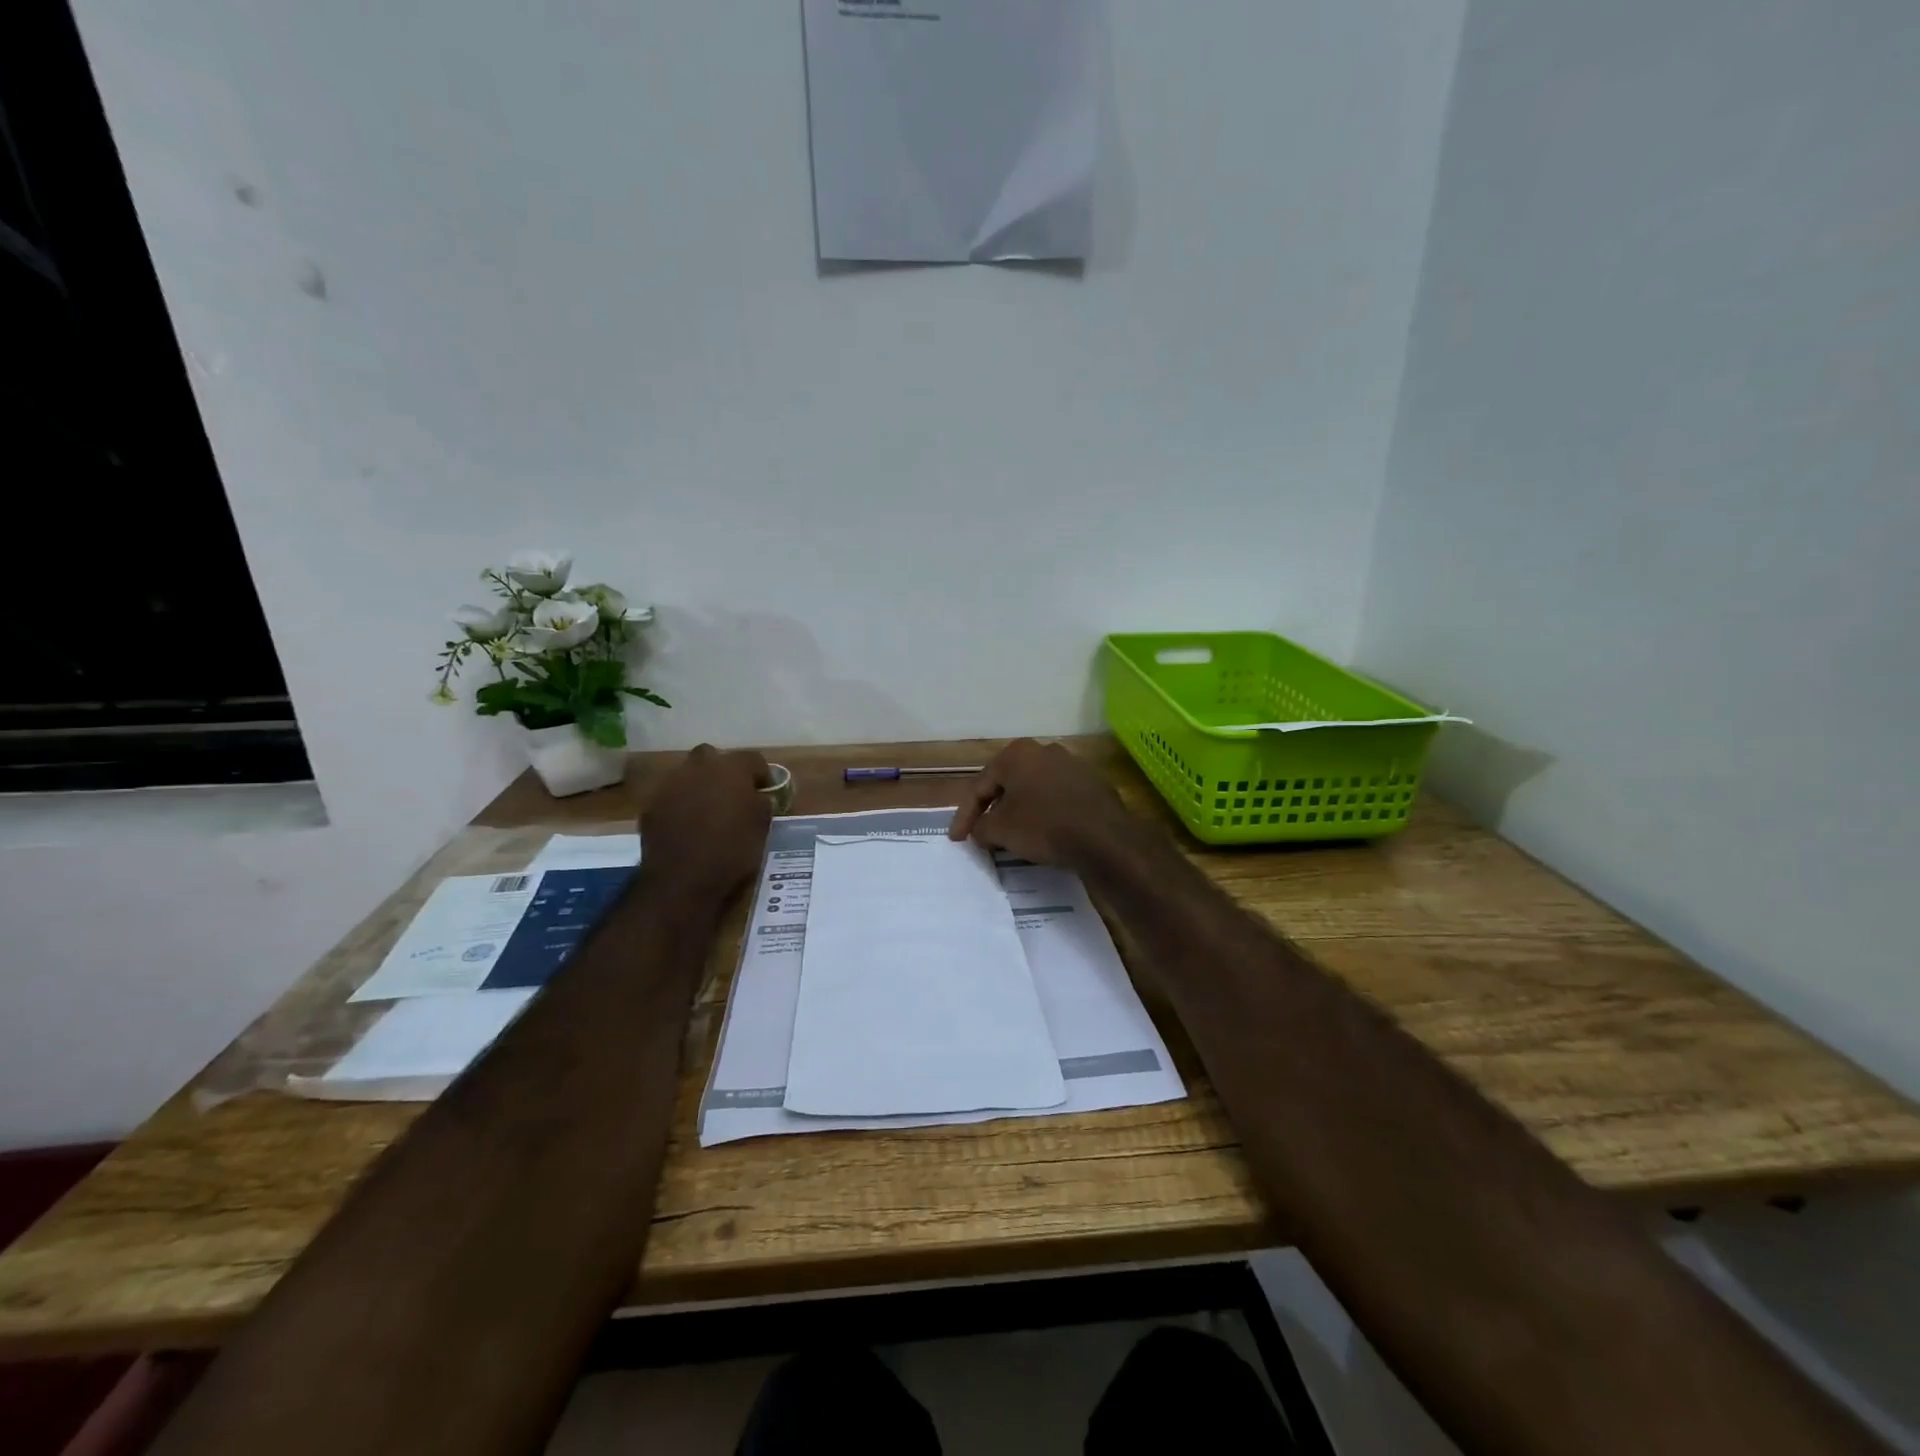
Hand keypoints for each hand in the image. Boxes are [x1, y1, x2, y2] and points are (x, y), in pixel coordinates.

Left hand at [641, 745, 772, 899]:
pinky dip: (679, 806)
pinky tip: (686, 827)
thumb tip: (757, 796)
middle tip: (732, 794)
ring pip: (687, 775)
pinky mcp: (651, 806)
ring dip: (698, 786)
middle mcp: (698, 767)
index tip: (766, 791)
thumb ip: (761, 803)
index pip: (753, 759)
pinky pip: (670, 797)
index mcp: (731, 768)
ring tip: (707, 811)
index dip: (762, 774)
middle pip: (713, 756)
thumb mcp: (762, 827)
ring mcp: (670, 785)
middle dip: (722, 771)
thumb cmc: (732, 851)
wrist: (682, 880)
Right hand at [947, 739, 1138, 868]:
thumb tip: (980, 830)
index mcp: (1017, 754)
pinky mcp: (1093, 784)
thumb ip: (981, 827)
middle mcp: (1045, 750)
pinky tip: (1044, 834)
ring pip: (1034, 790)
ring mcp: (1072, 765)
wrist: (1104, 838)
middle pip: (1008, 784)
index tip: (957, 839)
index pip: (980, 786)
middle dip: (993, 810)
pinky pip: (1058, 799)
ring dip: (1020, 811)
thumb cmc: (1043, 826)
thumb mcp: (1000, 830)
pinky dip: (1045, 814)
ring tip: (1011, 836)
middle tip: (982, 833)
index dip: (965, 815)